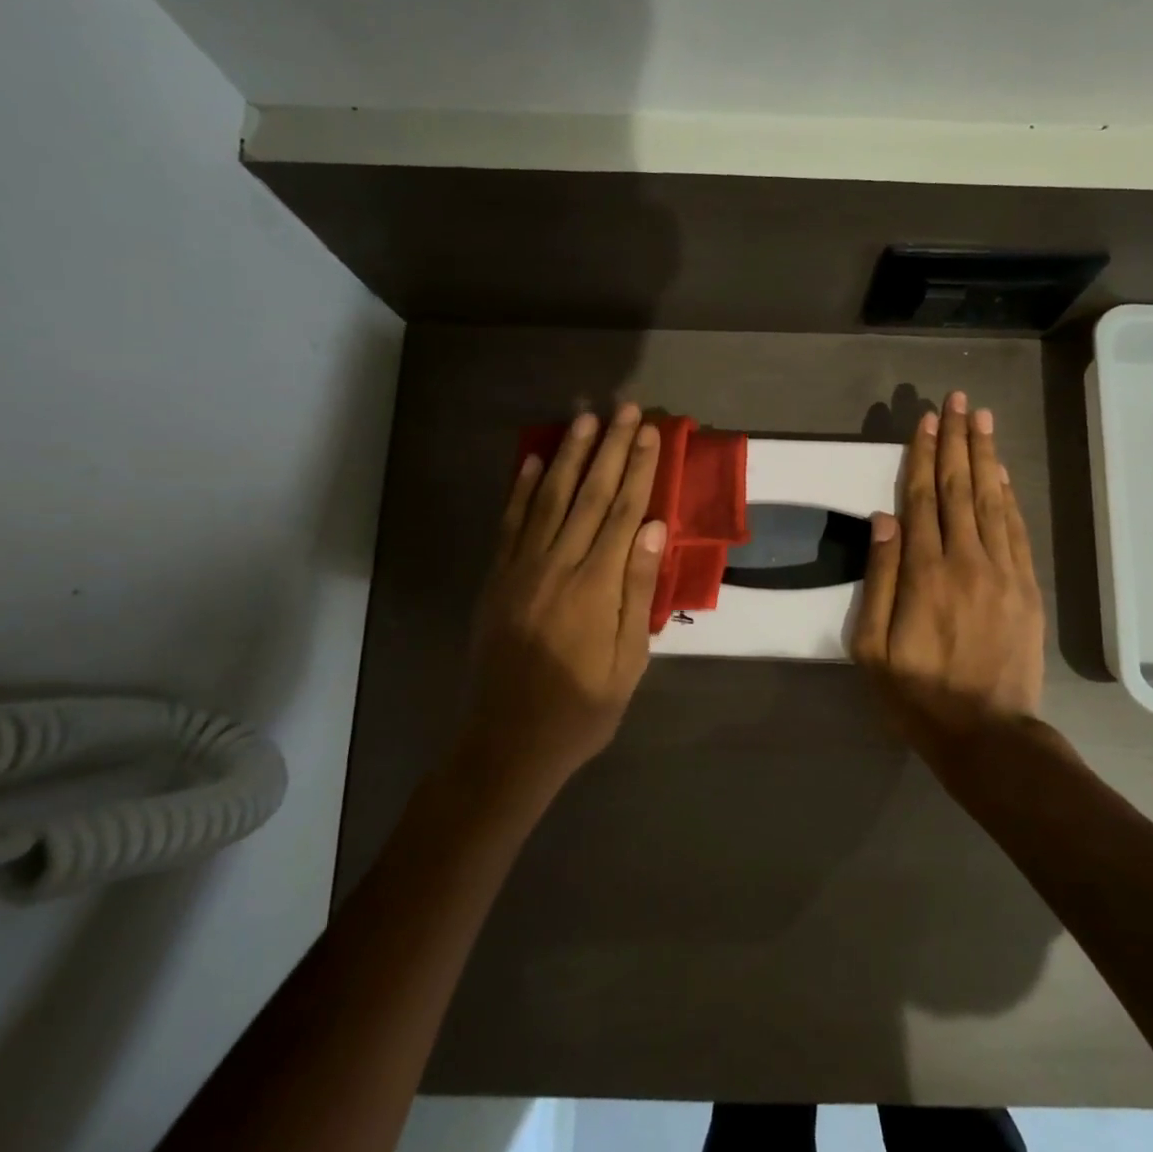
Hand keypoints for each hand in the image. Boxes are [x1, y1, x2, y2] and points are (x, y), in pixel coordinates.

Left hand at [460, 405, 666, 793]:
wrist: (508, 741)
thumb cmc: (581, 707)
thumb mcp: (628, 660)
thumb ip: (638, 590)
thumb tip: (655, 530)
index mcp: (596, 585)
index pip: (624, 512)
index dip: (639, 469)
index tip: (650, 433)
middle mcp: (558, 565)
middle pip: (589, 494)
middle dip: (609, 448)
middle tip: (623, 409)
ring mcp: (521, 568)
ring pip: (549, 498)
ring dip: (568, 455)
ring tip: (583, 420)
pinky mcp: (497, 578)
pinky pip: (511, 523)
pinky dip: (522, 489)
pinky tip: (533, 461)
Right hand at [851, 391, 1045, 754]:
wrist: (987, 734)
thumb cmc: (917, 694)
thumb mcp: (872, 647)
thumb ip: (878, 579)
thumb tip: (883, 518)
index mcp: (924, 573)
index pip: (922, 499)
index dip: (923, 456)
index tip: (925, 420)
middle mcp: (966, 560)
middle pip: (959, 488)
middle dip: (956, 441)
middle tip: (956, 401)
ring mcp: (1002, 572)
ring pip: (991, 501)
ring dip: (985, 456)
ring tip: (981, 419)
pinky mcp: (1026, 587)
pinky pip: (1016, 530)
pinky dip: (1009, 496)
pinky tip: (1001, 472)